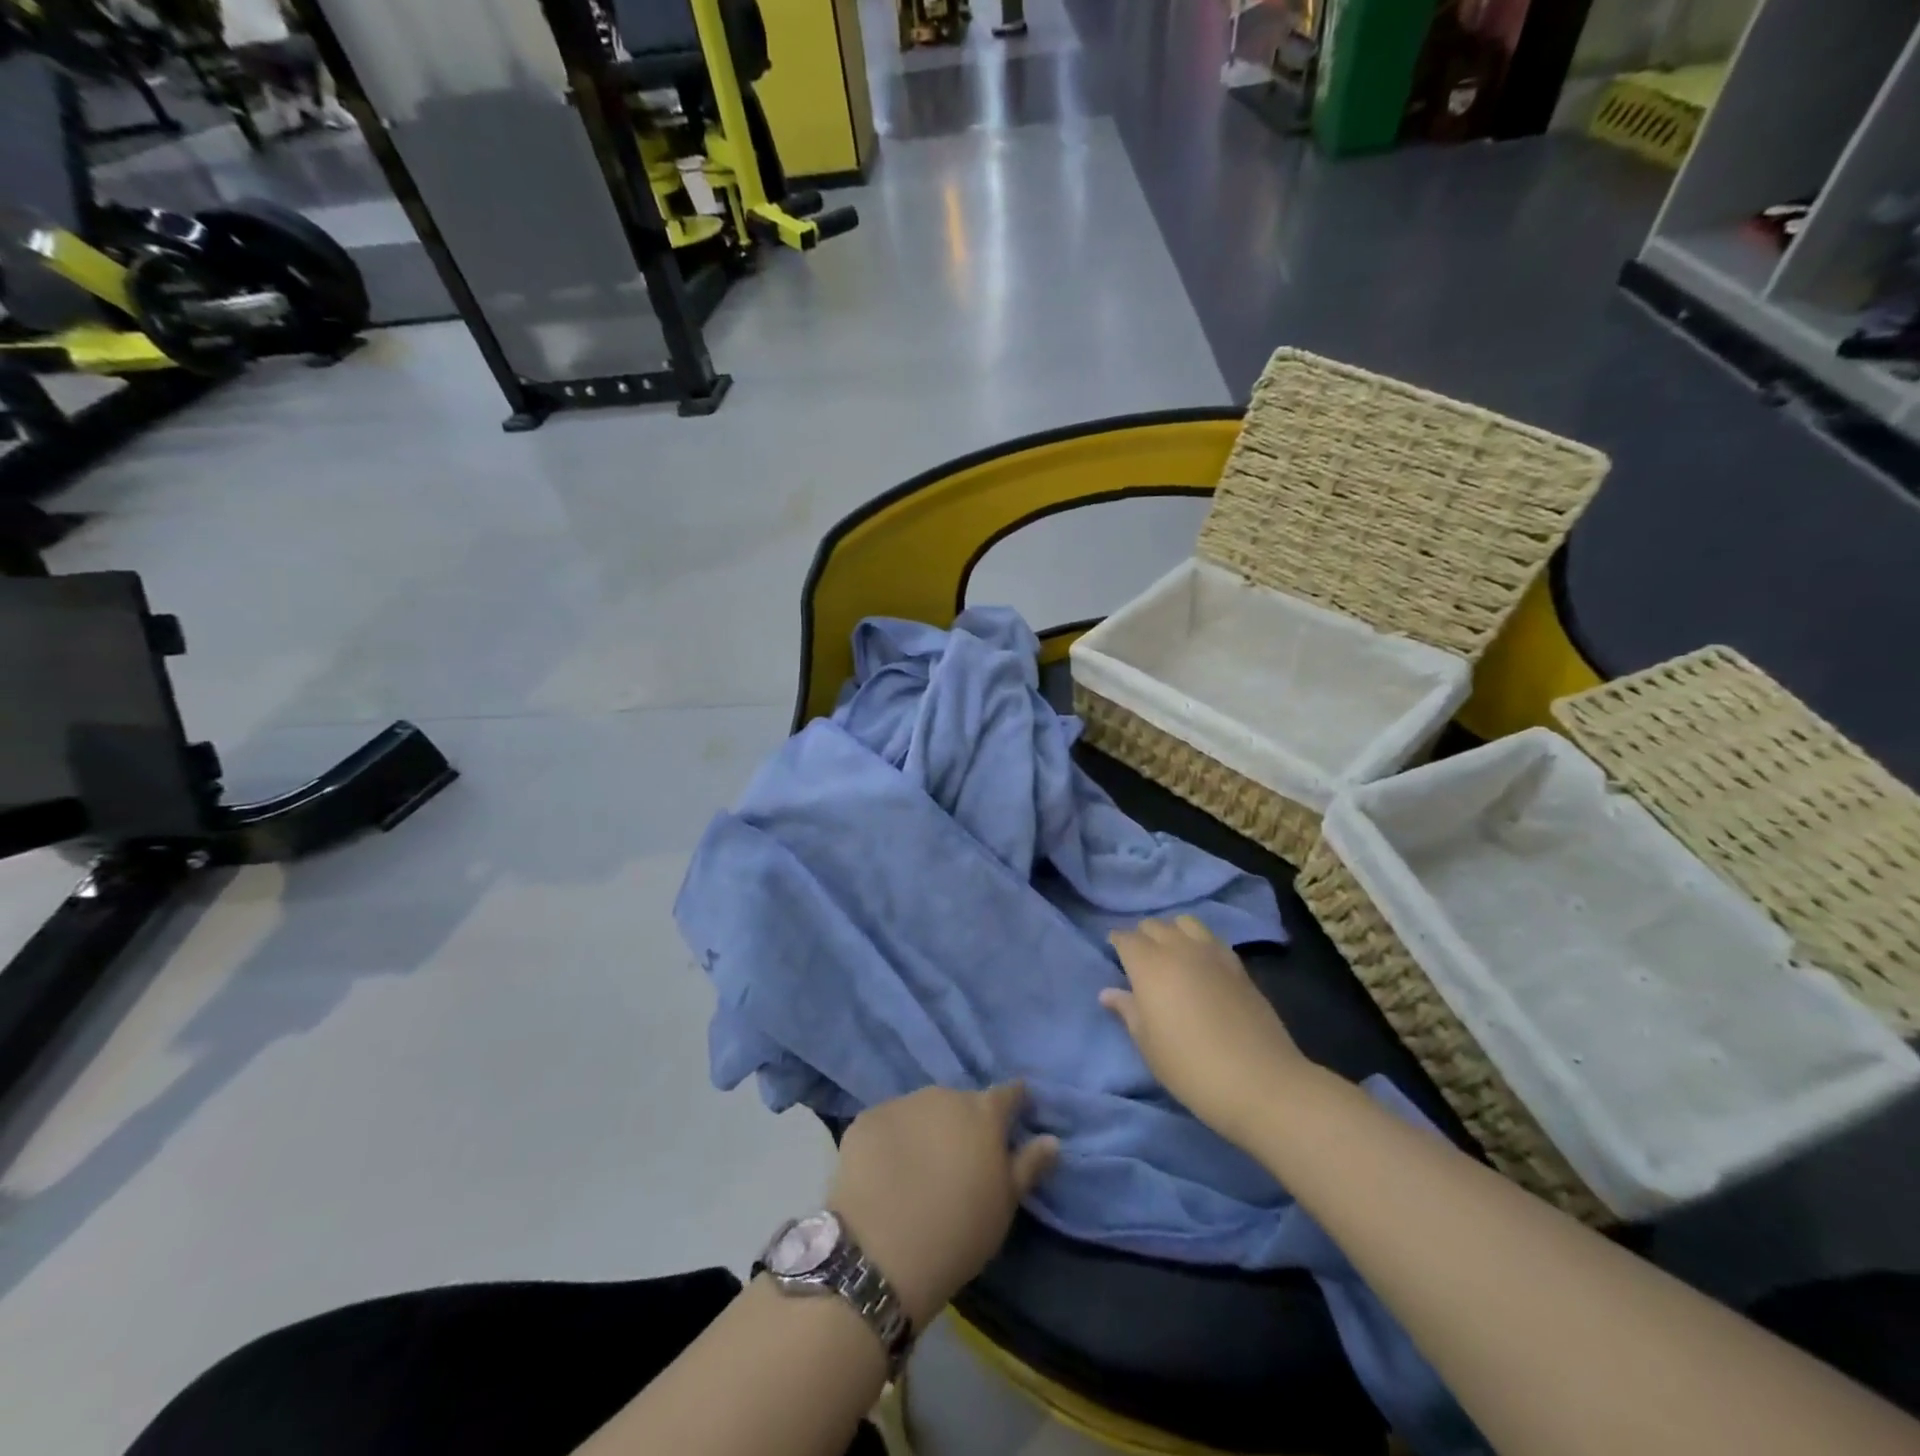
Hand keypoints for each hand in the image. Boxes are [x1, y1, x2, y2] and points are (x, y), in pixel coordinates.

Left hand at [828, 1084, 1058, 1329]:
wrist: (880, 1252)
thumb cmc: (958, 1231)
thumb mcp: (1004, 1205)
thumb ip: (1028, 1166)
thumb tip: (1051, 1139)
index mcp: (982, 1112)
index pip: (1007, 1093)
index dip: (1014, 1103)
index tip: (1015, 1116)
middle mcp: (943, 1095)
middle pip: (960, 1103)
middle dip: (963, 1123)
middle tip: (959, 1160)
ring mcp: (901, 1103)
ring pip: (922, 1110)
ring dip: (926, 1129)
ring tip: (919, 1168)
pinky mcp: (866, 1118)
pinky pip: (887, 1124)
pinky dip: (891, 1140)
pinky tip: (885, 1173)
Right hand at [1103, 916, 1309, 1149]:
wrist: (1260, 1082)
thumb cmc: (1191, 1067)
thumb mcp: (1148, 1044)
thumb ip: (1128, 1011)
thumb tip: (1108, 992)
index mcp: (1149, 965)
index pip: (1125, 938)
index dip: (1117, 945)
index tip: (1115, 958)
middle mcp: (1178, 948)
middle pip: (1154, 925)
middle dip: (1142, 937)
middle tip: (1140, 962)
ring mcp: (1212, 953)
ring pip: (1184, 922)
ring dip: (1172, 932)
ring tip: (1171, 956)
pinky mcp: (1238, 965)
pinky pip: (1210, 938)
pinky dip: (1198, 942)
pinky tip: (1200, 965)